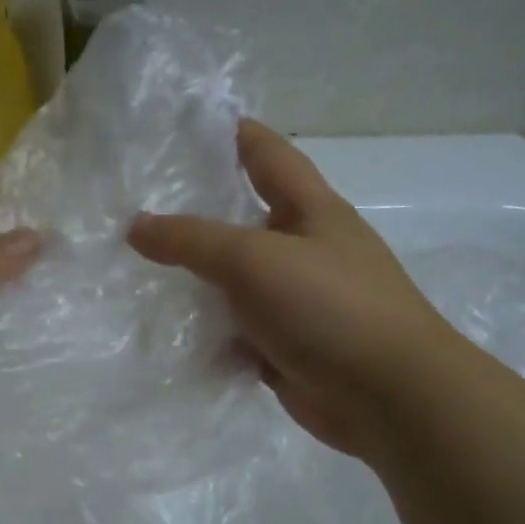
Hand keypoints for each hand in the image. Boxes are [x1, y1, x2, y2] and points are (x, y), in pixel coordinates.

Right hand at [128, 119, 460, 458]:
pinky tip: (165, 329)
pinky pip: (234, 328)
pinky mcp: (285, 345)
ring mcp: (296, 301)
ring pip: (233, 280)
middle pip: (242, 219)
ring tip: (134, 269)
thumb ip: (191, 240)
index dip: (232, 133)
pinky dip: (205, 329)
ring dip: (194, 278)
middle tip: (136, 204)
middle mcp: (304, 249)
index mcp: (311, 210)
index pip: (268, 153)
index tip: (186, 125)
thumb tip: (135, 226)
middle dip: (195, 212)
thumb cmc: (329, 307)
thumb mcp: (254, 259)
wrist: (390, 398)